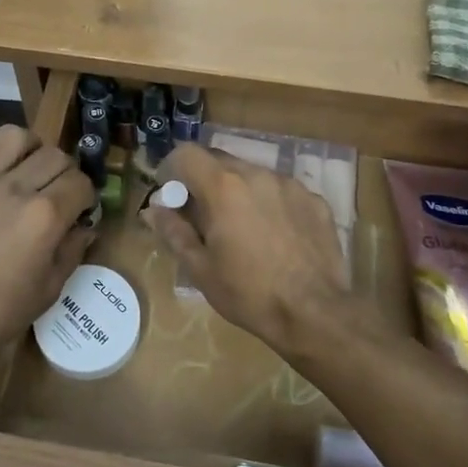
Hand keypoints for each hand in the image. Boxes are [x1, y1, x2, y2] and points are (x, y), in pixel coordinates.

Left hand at [0, 126, 95, 363]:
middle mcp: (13, 188)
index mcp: (44, 215)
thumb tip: (85, 227)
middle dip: (62, 171)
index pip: (80, 182)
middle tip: (53, 190)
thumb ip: (71, 251)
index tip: (79, 207)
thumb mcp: (48, 290)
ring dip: (24, 147)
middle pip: (52, 154)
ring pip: (9, 136)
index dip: (85, 194)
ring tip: (20, 165)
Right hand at [142, 144, 374, 356]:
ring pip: (253, 174)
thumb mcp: (200, 269)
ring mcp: (290, 185)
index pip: (187, 153)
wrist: (314, 313)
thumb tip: (152, 210)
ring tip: (243, 229)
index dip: (173, 169)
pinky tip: (276, 236)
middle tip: (204, 217)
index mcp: (223, 187)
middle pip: (220, 160)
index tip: (173, 195)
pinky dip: (270, 203)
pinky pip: (282, 191)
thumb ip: (173, 232)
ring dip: (239, 191)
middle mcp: (257, 174)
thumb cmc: (248, 293)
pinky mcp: (315, 200)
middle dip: (205, 181)